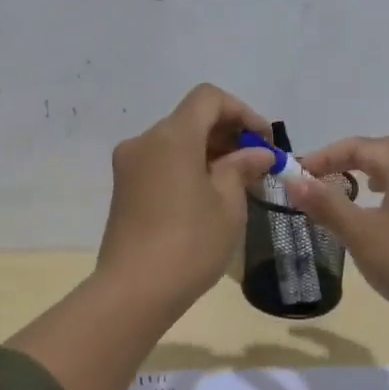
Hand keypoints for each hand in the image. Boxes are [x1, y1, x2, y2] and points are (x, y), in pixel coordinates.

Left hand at [96, 83, 275, 311]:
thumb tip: (257, 153)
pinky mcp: (124, 189)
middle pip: (191, 118)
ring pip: (175, 141)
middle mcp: (145, 141)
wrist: (135, 291)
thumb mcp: (228, 204)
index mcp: (172, 136)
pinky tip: (208, 195)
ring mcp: (129, 165)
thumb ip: (242, 168)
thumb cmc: (190, 243)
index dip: (242, 112)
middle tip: (256, 164)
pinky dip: (188, 167)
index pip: (209, 98)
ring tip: (237, 182)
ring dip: (208, 151)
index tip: (264, 142)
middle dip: (227, 133)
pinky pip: (162, 163)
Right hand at [282, 134, 388, 321]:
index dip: (323, 158)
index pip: (358, 147)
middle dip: (353, 156)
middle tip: (325, 175)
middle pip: (385, 147)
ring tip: (353, 187)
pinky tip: (382, 212)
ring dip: (374, 170)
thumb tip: (292, 180)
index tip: (295, 174)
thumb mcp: (360, 233)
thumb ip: (326, 204)